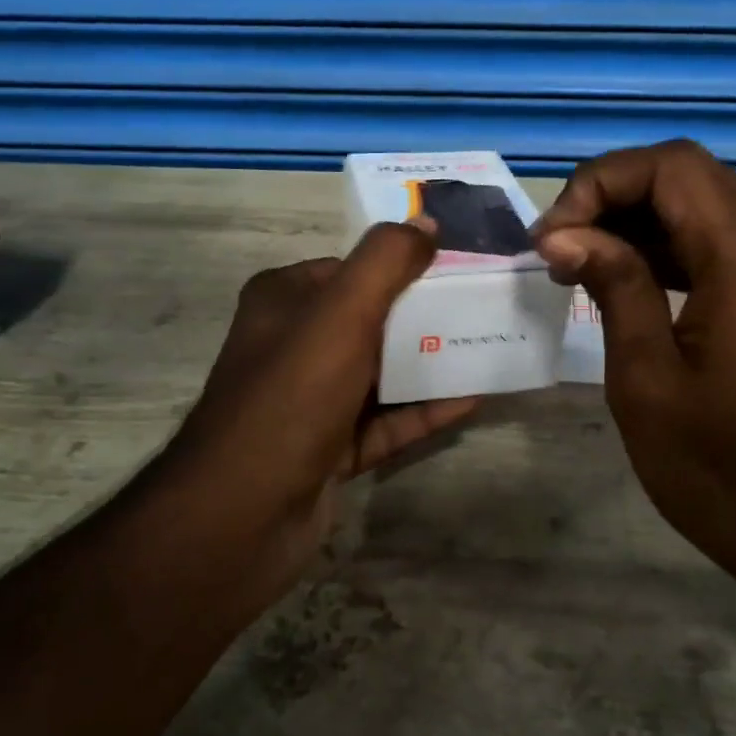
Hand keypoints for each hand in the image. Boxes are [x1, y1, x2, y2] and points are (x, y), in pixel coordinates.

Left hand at [164, 221, 478, 607]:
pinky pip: (386, 422)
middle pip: (371, 321)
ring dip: (430, 364)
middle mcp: (293, 346)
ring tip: (489, 348)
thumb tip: (426, 225)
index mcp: (284, 302)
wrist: (246, 511)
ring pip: (381, 374)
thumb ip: (385, 261)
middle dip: (425, 316)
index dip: (402, 265)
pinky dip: (424, 411)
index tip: (456, 267)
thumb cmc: (293, 393)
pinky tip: (472, 399)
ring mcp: (311, 402)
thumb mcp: (341, 312)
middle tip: (484, 307)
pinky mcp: (329, 449)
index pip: (350, 270)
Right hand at [532, 140, 735, 570]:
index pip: (672, 167)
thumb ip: (612, 285)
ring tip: (581, 264)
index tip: (554, 236)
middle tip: (561, 247)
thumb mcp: (646, 378)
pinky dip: (671, 247)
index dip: (601, 182)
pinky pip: (724, 241)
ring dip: (639, 220)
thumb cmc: (718, 467)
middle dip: (614, 197)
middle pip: (690, 176)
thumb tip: (562, 233)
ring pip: (706, 204)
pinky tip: (626, 279)